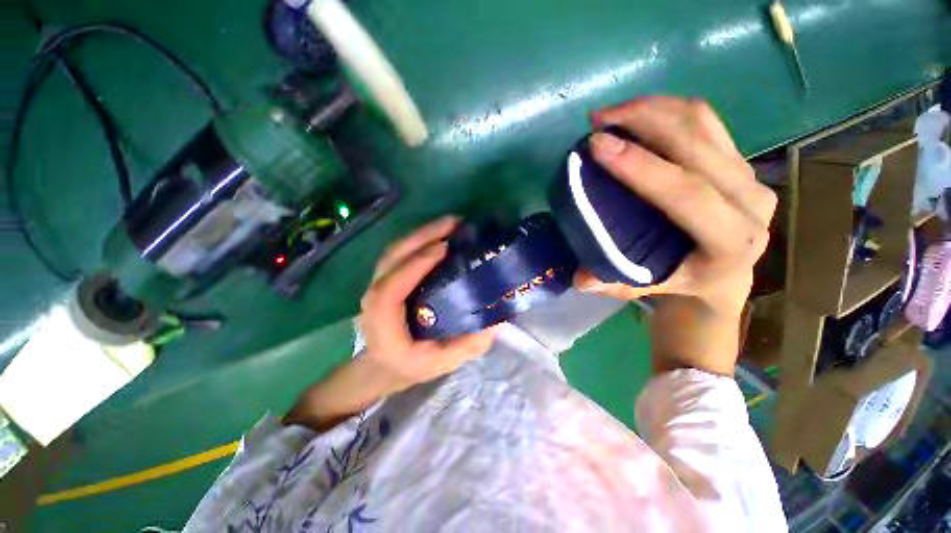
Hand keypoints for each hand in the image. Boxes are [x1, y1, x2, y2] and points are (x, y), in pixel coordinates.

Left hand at [285, 217, 497, 431]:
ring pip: (396, 250)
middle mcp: (374, 298)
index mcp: (383, 322)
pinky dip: (419, 238)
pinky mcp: (387, 277)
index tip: (444, 247)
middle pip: (392, 258)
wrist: (383, 363)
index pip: (391, 289)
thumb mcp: (440, 364)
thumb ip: (467, 346)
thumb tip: (497, 322)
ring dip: (422, 232)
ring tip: (451, 223)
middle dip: (422, 236)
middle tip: (455, 223)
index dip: (415, 265)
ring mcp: (378, 283)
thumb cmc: (410, 365)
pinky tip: (440, 233)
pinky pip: (401, 251)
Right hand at [575, 97, 775, 375]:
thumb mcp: (646, 288)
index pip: (687, 194)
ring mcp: (750, 174)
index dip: (640, 166)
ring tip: (611, 112)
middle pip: (697, 145)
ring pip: (702, 123)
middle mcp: (750, 202)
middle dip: (643, 122)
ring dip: (652, 108)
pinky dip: (667, 109)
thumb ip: (612, 284)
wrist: (726, 273)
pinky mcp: (740, 159)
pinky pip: (706, 121)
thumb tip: (581, 278)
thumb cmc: (681, 282)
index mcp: (731, 241)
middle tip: (598, 119)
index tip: (597, 145)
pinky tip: (636, 113)